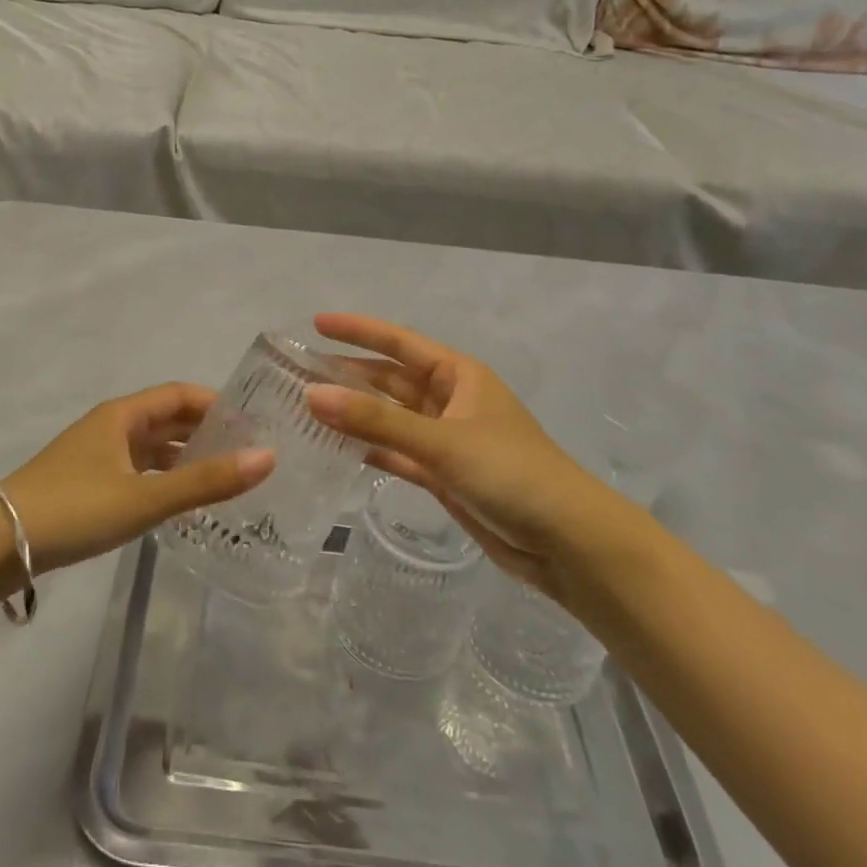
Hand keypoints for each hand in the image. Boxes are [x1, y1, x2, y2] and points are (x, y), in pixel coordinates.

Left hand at [0, 384, 272, 577]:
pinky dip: (163, 477)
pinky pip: (137, 470)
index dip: (217, 403)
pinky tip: (179, 500)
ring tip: (224, 476)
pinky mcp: (86, 483)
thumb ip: (206, 481)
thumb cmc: (74, 509)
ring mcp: (96, 455)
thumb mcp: (145, 497)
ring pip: (151, 446)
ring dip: (185, 456)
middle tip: (249, 452)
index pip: (180, 394)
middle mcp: (110, 427)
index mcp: (123, 415)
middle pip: (167, 418)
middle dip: (206, 430)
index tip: (254, 422)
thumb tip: (268, 457)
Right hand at [306, 314, 629, 600]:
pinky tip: (337, 449)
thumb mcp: (442, 441)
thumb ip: (376, 421)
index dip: (358, 331)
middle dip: (349, 374)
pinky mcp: (444, 475)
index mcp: (460, 375)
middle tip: (297, 372)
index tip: (316, 323)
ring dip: (355, 413)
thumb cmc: (511, 473)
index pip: (399, 342)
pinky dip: (371, 449)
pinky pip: (398, 452)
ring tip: (306, 407)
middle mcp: (451, 400)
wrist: (568, 543)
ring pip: (391, 417)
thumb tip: (312, 394)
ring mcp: (447, 439)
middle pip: (390, 379)